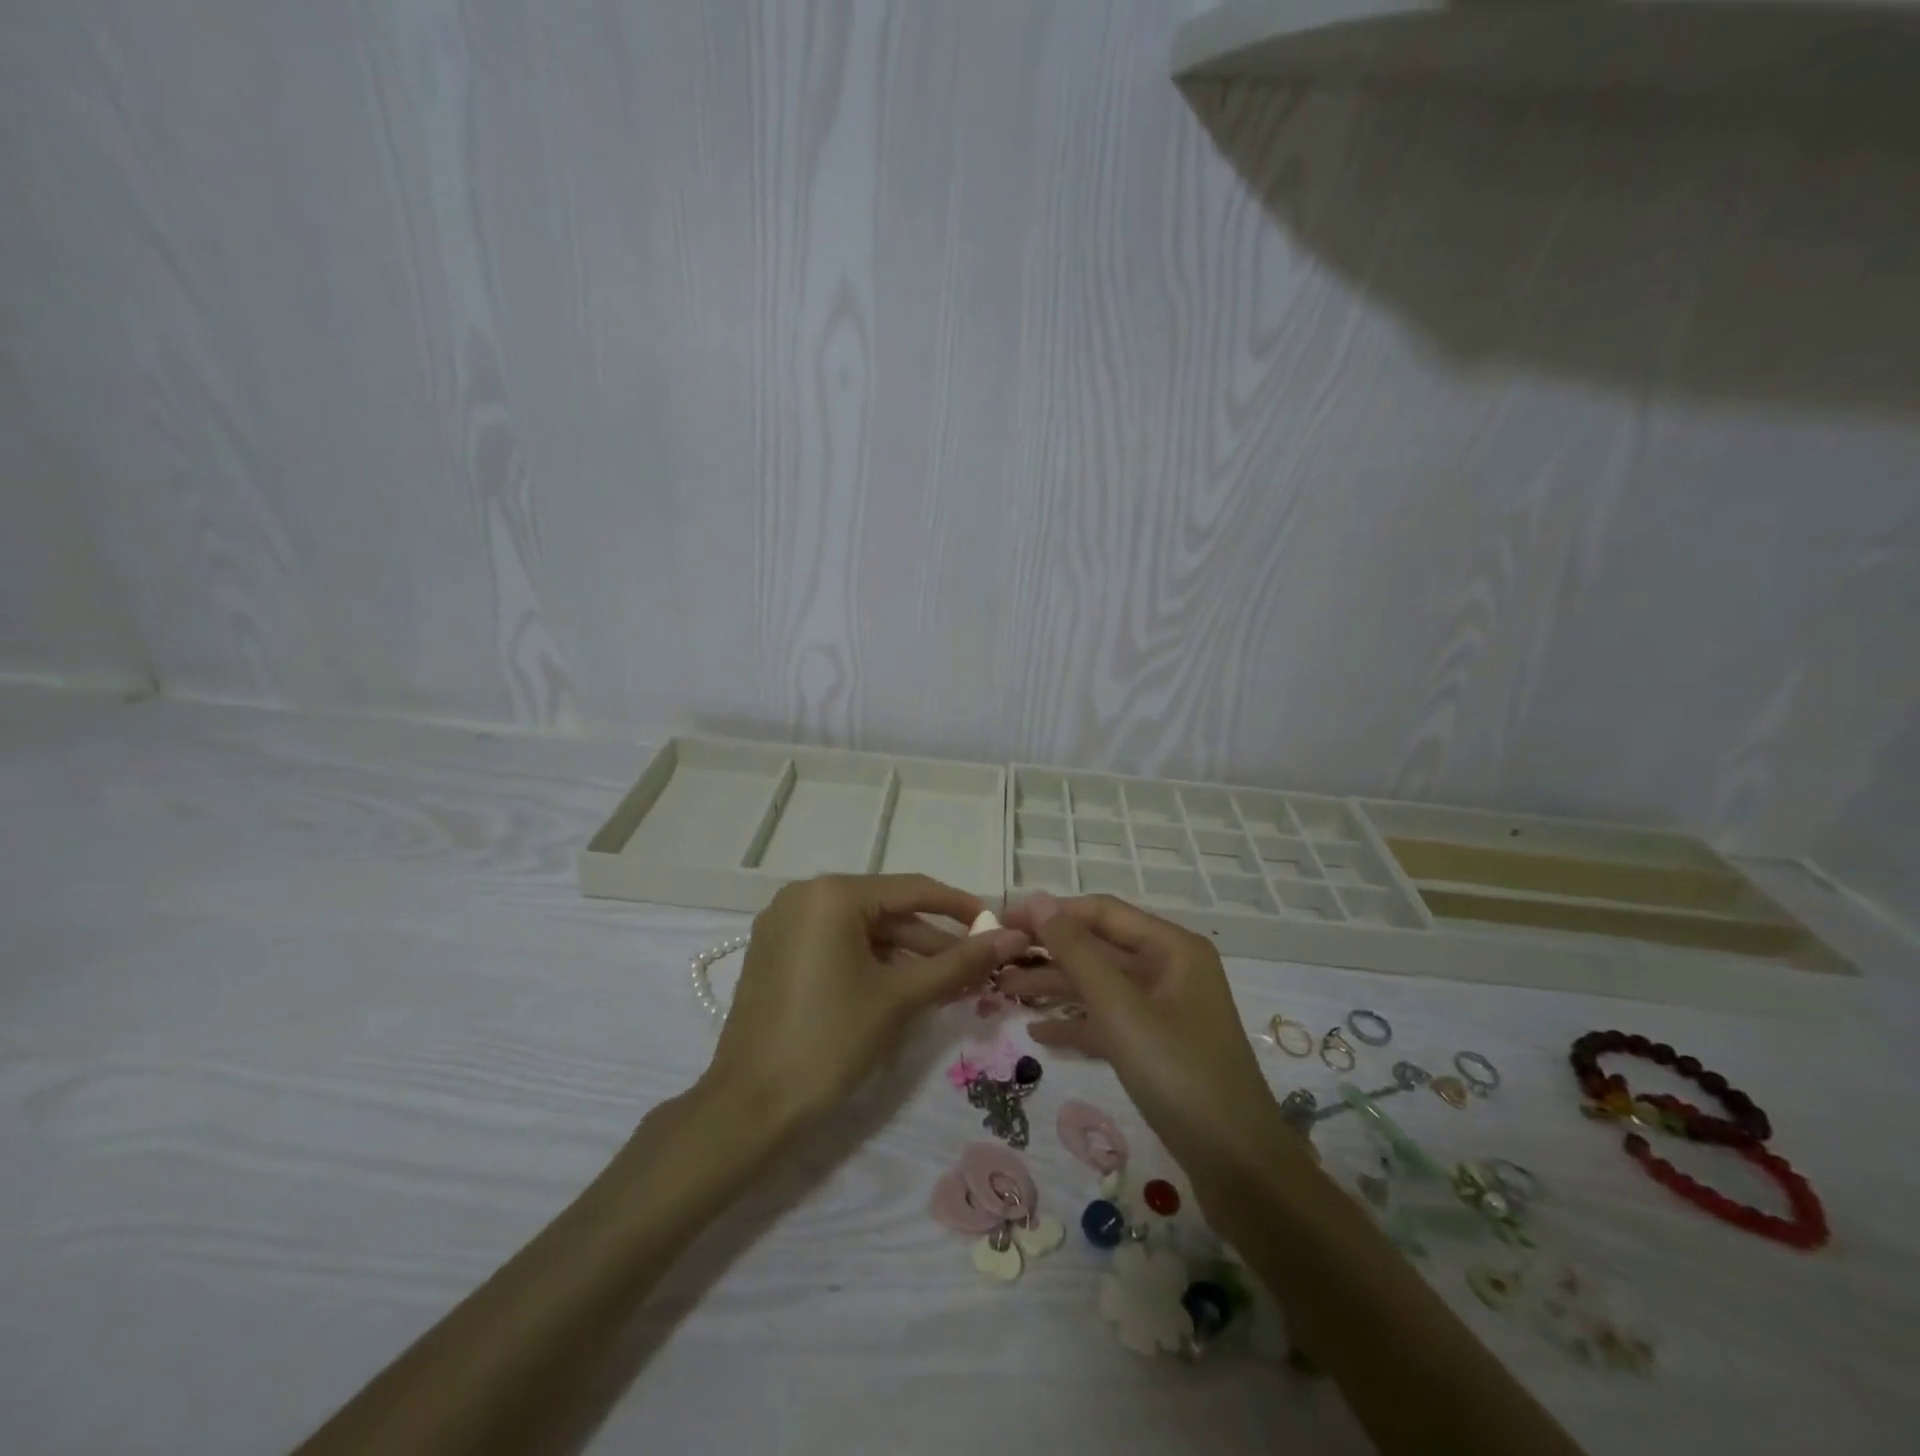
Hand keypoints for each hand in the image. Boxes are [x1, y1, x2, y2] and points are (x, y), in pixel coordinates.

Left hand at [705, 874, 1028, 1131]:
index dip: (961, 907)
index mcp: (832, 894)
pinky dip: (872, 963)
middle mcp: (804, 896)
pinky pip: (837, 945)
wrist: (749, 1108)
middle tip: (977, 966)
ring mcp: (784, 924)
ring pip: (862, 930)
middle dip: (934, 939)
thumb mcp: (901, 998)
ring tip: (949, 985)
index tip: (998, 927)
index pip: (912, 890)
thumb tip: (1014, 938)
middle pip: (887, 910)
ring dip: (906, 955)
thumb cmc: (829, 1042)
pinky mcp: (776, 952)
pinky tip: (904, 988)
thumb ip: (959, 963)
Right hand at [1001, 892, 1302, 1198]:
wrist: (1240, 1168)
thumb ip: (1076, 952)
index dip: (1052, 913)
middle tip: (997, 960)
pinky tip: (1039, 1034)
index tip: (1004, 922)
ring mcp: (1166, 1010)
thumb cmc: (1180, 1074)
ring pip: (1102, 986)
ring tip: (1005, 993)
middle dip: (1050, 953)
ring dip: (1056, 988)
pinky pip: (1111, 1021)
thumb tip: (1037, 900)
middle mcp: (1171, 969)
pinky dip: (1077, 1024)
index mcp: (1172, 947)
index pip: (1101, 912)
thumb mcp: (1120, 1009)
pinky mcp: (1160, 1047)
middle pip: (1100, 948)